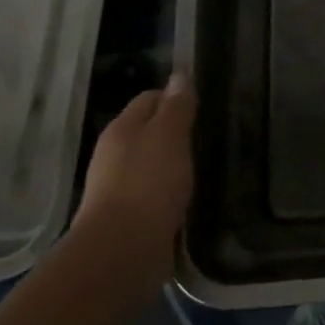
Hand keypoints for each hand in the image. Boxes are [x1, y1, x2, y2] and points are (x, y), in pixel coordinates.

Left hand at [73, 75, 195, 267]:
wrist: (123, 250)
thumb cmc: (148, 184)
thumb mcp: (169, 137)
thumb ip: (176, 107)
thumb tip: (180, 74)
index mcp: (122, 128)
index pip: (149, 98)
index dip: (176, 98)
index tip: (204, 107)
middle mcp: (114, 154)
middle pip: (148, 131)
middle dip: (176, 132)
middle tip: (209, 138)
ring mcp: (118, 187)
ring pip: (151, 164)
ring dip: (173, 164)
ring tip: (203, 168)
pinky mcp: (127, 216)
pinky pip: (152, 193)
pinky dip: (169, 192)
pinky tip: (188, 198)